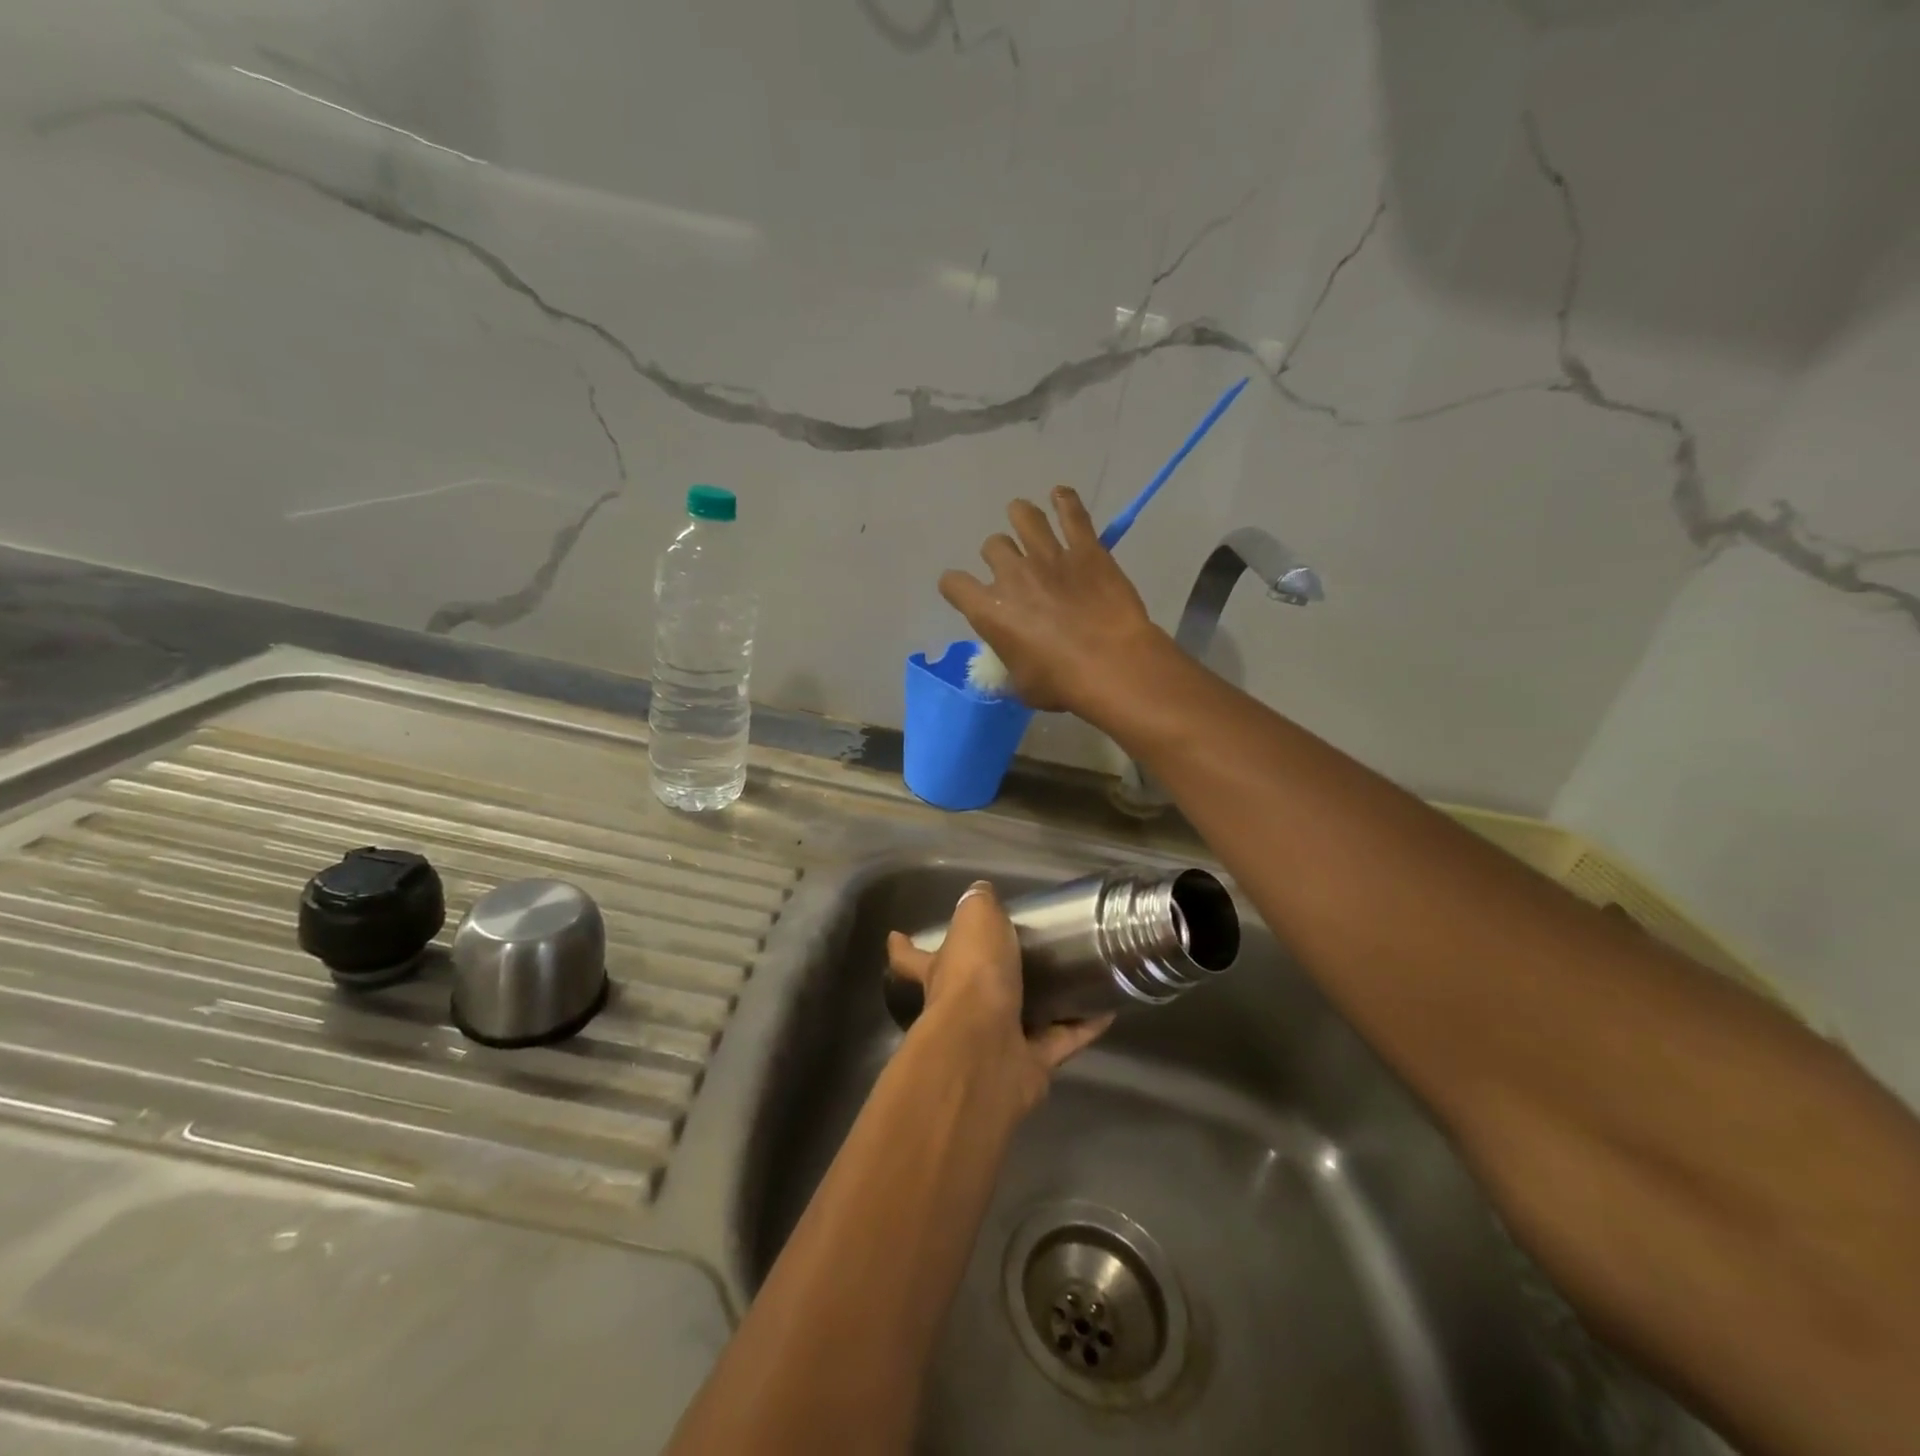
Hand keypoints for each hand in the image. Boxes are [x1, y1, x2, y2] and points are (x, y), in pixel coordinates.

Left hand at [886, 880, 1111, 1112]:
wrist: (987, 1047)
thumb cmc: (974, 976)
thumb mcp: (975, 921)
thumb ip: (979, 905)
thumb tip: (980, 890)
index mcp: (941, 973)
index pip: (911, 957)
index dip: (902, 947)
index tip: (895, 936)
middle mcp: (961, 1011)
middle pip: (969, 993)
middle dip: (986, 980)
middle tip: (1017, 959)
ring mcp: (995, 1042)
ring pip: (1020, 1020)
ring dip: (1043, 1006)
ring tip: (1071, 983)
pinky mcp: (1029, 1066)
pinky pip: (1060, 1041)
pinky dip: (1081, 1027)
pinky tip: (1105, 1010)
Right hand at [938, 486, 1164, 715]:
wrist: (1112, 664)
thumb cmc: (1062, 684)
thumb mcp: (1022, 685)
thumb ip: (1009, 664)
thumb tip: (1012, 659)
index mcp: (989, 611)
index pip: (953, 584)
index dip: (955, 586)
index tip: (962, 590)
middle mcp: (1012, 575)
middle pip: (992, 547)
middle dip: (998, 556)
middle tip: (1013, 568)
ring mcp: (1049, 556)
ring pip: (1024, 516)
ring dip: (1021, 516)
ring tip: (1024, 518)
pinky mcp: (1085, 549)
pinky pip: (1071, 512)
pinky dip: (1064, 500)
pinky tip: (1060, 495)